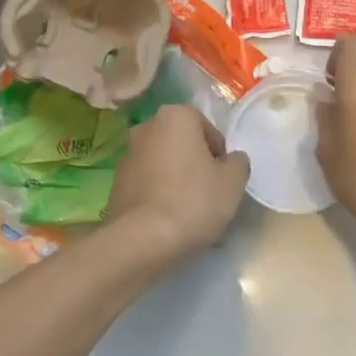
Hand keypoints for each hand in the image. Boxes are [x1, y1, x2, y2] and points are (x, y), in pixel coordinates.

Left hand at [105, 105, 250, 262]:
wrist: (142, 239)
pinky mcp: (117, 183)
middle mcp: (147, 127)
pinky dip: (160, 196)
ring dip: (177, 181)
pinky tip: (170, 221)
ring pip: (165, 164)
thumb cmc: (193, 200)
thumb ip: (238, 162)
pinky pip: (148, 184)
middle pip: (183, 145)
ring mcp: (128, 154)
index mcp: (175, 116)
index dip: (220, 155)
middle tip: (210, 195)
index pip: (207, 129)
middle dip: (196, 165)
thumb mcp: (233, 181)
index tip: (223, 179)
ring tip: (191, 214)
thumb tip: (232, 160)